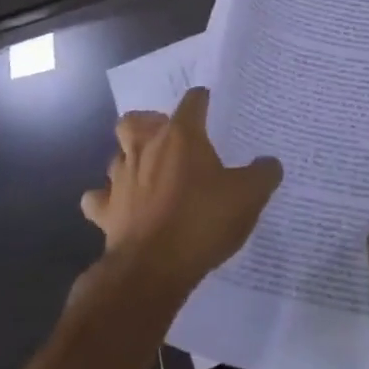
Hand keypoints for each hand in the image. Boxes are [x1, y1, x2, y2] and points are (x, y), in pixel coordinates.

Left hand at [81, 88, 281, 295]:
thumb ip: (263, 174)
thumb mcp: (248, 196)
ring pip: (116, 156)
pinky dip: (107, 198)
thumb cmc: (202, 221)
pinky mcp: (105, 211)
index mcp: (181, 137)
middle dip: (148, 124)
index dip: (201, 100)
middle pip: (135, 120)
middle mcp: (145, 148)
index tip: (209, 104)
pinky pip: (98, 198)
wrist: (153, 268)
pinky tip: (120, 205)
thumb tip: (270, 163)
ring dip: (129, 159)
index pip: (192, 102)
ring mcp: (120, 179)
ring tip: (148, 172)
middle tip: (168, 138)